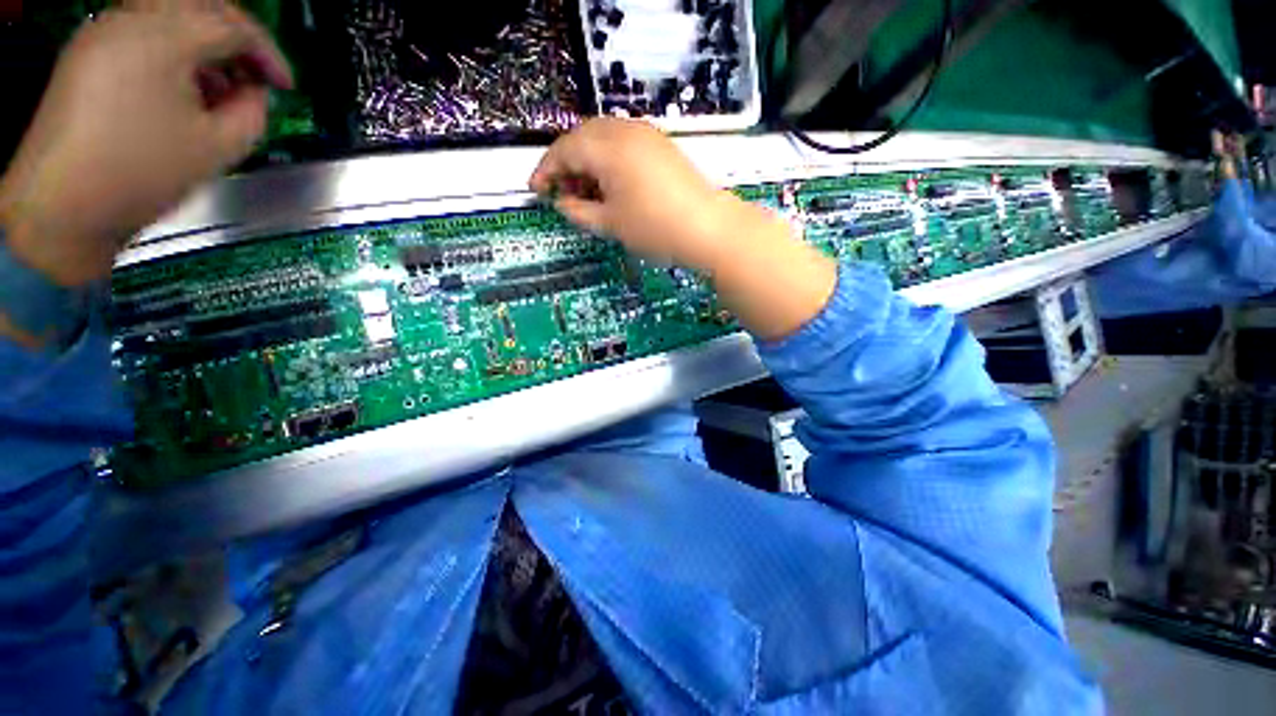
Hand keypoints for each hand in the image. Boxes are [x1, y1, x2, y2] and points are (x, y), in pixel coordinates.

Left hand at [0, 4, 291, 286]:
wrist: (62, 207)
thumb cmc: (142, 175)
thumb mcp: (218, 147)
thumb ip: (252, 111)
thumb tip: (255, 92)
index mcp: (163, 38)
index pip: (234, 26)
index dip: (269, 54)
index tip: (286, 85)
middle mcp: (130, 20)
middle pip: (201, 4)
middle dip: (238, 36)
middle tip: (256, 73)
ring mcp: (102, 32)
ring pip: (171, 12)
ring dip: (205, 41)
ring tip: (219, 85)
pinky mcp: (87, 52)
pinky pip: (144, 29)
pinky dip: (173, 47)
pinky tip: (182, 85)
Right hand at [529, 118, 739, 269]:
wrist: (707, 228)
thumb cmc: (654, 228)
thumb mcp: (610, 224)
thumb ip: (578, 211)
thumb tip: (562, 202)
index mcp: (607, 146)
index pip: (564, 149)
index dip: (545, 170)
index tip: (536, 190)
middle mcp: (624, 130)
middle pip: (582, 138)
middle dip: (567, 165)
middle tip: (562, 194)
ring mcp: (646, 135)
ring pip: (603, 140)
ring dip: (587, 163)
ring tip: (586, 194)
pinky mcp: (660, 146)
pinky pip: (623, 145)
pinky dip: (608, 162)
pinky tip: (610, 186)